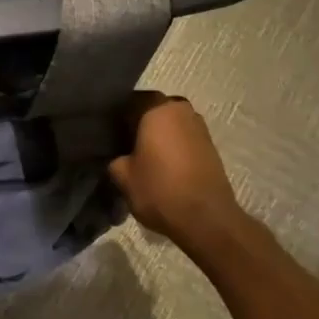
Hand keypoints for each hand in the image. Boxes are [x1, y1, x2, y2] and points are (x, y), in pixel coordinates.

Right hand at [108, 93, 247, 250]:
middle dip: (138, 123)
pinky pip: (183, 137)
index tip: (107, 131)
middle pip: (152, 109)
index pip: (130, 100)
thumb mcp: (123, 176)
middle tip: (123, 144)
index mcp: (157, 108)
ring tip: (143, 156)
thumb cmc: (160, 190)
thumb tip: (116, 155)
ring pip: (170, 123)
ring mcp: (199, 126)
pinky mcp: (210, 145)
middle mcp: (180, 109)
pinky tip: (162, 165)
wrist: (206, 218)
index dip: (116, 114)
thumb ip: (114, 158)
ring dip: (157, 134)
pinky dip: (172, 146)